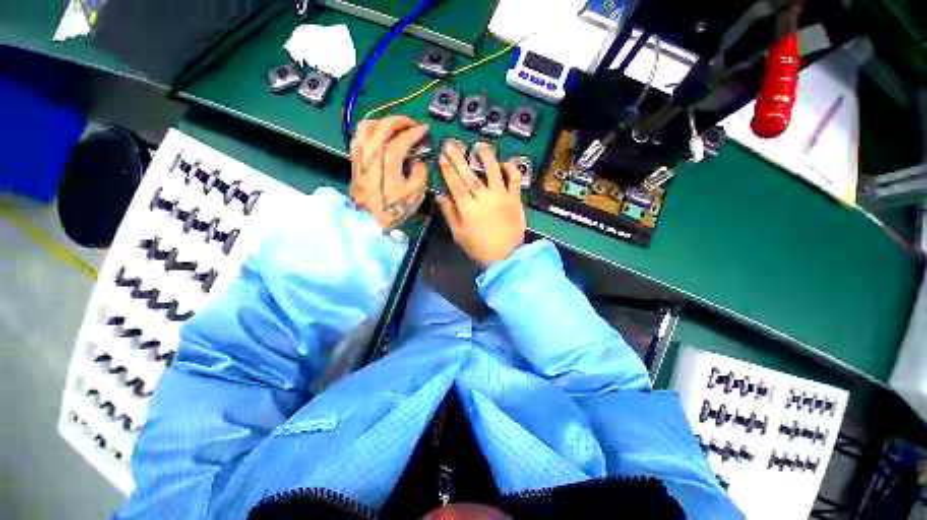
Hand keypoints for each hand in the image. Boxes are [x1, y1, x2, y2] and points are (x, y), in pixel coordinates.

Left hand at [349, 116, 429, 230]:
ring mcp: (360, 154)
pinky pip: (358, 136)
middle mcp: (372, 151)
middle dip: (401, 120)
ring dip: (383, 122)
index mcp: (388, 159)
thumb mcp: (415, 194)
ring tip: (394, 128)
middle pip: (384, 125)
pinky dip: (369, 131)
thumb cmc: (392, 209)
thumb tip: (419, 162)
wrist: (368, 220)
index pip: (403, 138)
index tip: (425, 129)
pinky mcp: (354, 159)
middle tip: (412, 125)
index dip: (416, 132)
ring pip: (367, 125)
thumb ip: (420, 174)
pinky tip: (377, 136)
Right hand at [435, 141, 525, 266]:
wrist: (506, 256)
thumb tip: (440, 196)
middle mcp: (484, 197)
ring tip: (479, 145)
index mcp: (468, 207)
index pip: (455, 183)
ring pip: (493, 170)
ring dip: (485, 156)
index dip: (447, 169)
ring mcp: (501, 196)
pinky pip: (515, 179)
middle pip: (469, 173)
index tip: (442, 157)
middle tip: (452, 144)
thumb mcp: (459, 234)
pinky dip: (511, 168)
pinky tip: (505, 163)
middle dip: (459, 158)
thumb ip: (449, 213)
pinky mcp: (515, 198)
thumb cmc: (479, 248)